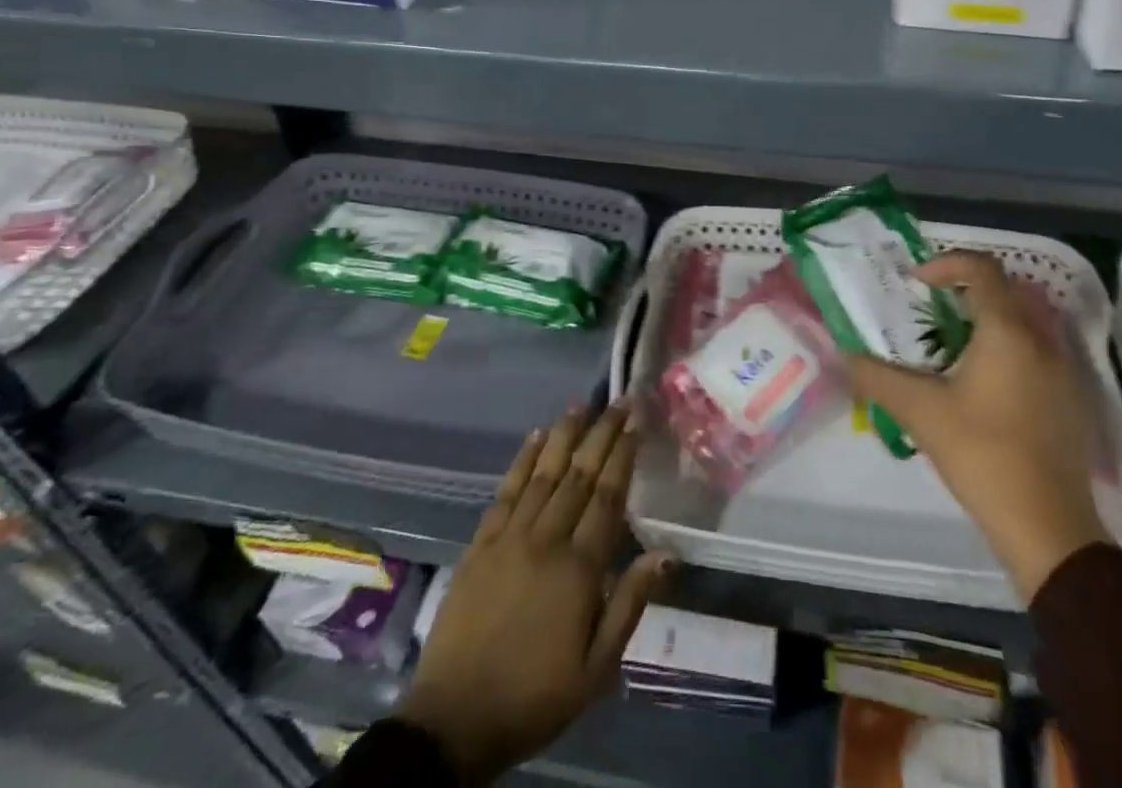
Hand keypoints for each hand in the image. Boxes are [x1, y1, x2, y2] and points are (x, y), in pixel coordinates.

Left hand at [398, 402, 674, 784]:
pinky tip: (534, 436)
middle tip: (618, 401)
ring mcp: (510, 537)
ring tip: (581, 405)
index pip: (607, 497)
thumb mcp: (596, 668)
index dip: (623, 457)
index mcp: (579, 569)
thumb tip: (667, 553)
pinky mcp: (481, 543)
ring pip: (543, 473)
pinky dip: (522, 460)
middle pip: (579, 475)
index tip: (635, 424)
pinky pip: (506, 491)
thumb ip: (630, 604)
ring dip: (564, 435)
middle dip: (601, 434)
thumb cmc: (535, 696)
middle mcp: (546, 540)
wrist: (455, 720)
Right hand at [848, 251, 1109, 599]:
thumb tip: (845, 356)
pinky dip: (1007, 351)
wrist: (1050, 529)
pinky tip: (983, 390)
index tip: (917, 283)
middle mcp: (1042, 342)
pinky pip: (1036, 354)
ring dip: (986, 323)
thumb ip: (877, 377)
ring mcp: (1064, 372)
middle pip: (1004, 292)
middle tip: (930, 313)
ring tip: (951, 352)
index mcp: (1008, 332)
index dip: (946, 264)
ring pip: (1023, 324)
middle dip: (965, 292)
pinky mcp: (1071, 402)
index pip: (982, 269)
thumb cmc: (983, 455)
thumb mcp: (920, 412)